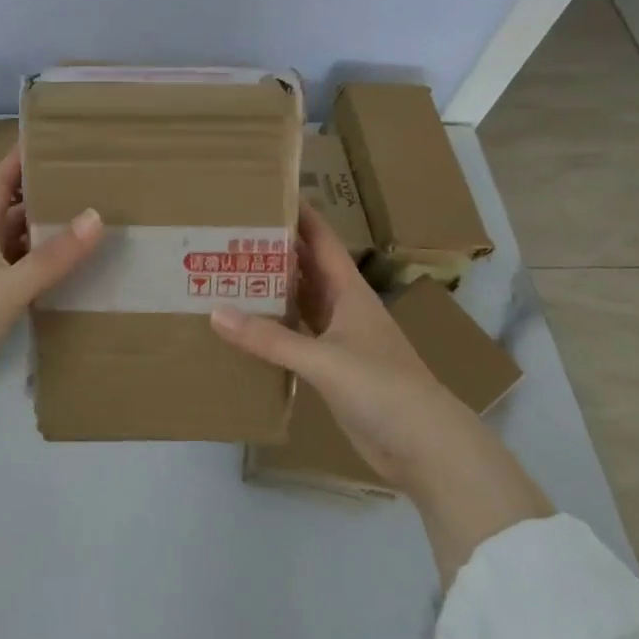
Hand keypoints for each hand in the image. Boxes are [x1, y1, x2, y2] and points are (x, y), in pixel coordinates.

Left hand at [0, 145, 102, 484]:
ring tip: (85, 228)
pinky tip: (67, 281)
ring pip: (17, 251)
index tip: (45, 139)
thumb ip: (52, 257)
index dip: (17, 160)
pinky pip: (20, 285)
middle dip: (40, 198)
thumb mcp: (8, 286)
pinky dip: (42, 277)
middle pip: (9, 216)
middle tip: (82, 186)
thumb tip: (95, 216)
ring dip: (43, 239)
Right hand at [211, 203, 551, 583]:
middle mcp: (342, 306)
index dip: (297, 213)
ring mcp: (338, 338)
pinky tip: (243, 327)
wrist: (424, 447)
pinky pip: (294, 337)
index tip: (263, 192)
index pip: (320, 239)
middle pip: (303, 267)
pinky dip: (272, 329)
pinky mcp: (331, 368)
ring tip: (226, 272)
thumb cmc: (382, 387)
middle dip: (271, 249)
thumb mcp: (323, 359)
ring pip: (298, 302)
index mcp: (348, 290)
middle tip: (226, 234)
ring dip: (269, 289)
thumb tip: (215, 313)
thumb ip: (270, 339)